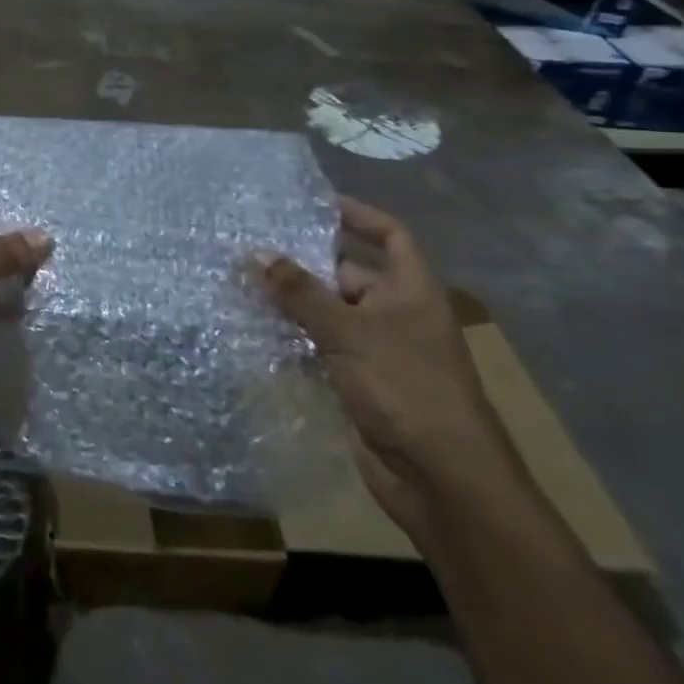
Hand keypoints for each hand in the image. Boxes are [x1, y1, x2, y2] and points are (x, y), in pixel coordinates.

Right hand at [258, 197, 521, 540]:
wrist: (440, 479)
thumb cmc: (405, 388)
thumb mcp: (349, 331)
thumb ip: (300, 292)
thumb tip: (257, 253)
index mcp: (412, 292)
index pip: (390, 236)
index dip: (358, 215)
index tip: (315, 204)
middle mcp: (397, 316)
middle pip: (348, 275)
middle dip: (305, 265)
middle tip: (253, 250)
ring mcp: (379, 352)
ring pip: (330, 314)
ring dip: (293, 305)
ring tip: (242, 286)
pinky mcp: (360, 383)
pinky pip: (322, 348)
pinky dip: (294, 340)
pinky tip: (256, 332)